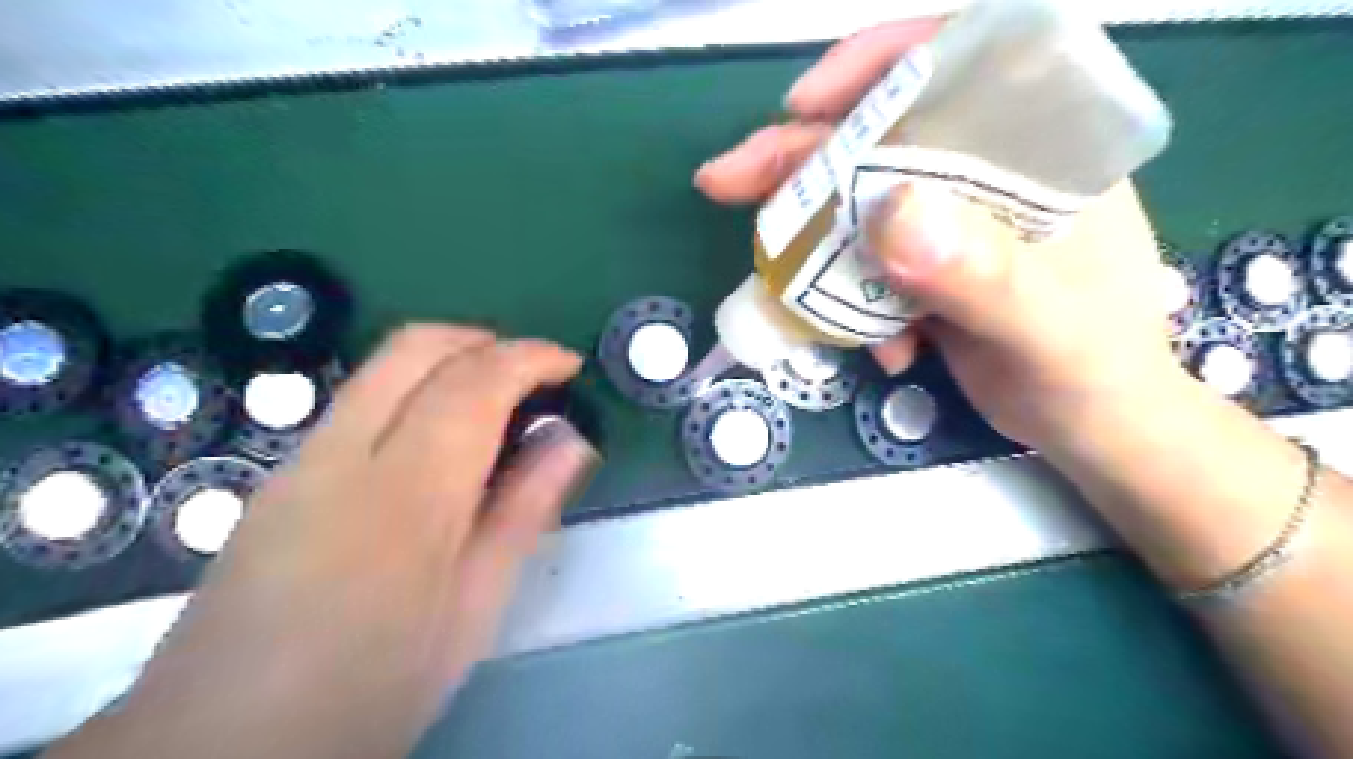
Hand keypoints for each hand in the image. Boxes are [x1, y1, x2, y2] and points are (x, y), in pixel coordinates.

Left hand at [64, 326, 597, 757]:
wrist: (223, 743)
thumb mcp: (474, 608)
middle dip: (485, 340)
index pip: (474, 384)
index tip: (569, 364)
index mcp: (407, 493)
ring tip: (496, 398)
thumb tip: (573, 441)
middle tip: (532, 371)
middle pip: (415, 347)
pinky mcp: (281, 473)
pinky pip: (360, 397)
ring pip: (382, 365)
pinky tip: (439, 437)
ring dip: (449, 358)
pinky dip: (414, 387)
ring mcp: (302, 458)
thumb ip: (525, 511)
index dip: (529, 357)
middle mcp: (346, 453)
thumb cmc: (374, 685)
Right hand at [693, 21, 1186, 451]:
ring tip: (780, 285)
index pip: (960, 64)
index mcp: (1039, 151)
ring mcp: (951, 222)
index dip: (877, 65)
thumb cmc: (1094, 372)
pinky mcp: (927, 266)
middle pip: (882, 136)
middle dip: (802, 157)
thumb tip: (887, 213)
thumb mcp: (1046, 328)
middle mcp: (989, 172)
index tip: (807, 103)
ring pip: (859, 201)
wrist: (1092, 428)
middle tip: (729, 181)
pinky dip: (848, 300)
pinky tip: (878, 349)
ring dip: (812, 239)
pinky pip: (864, 262)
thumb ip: (980, 274)